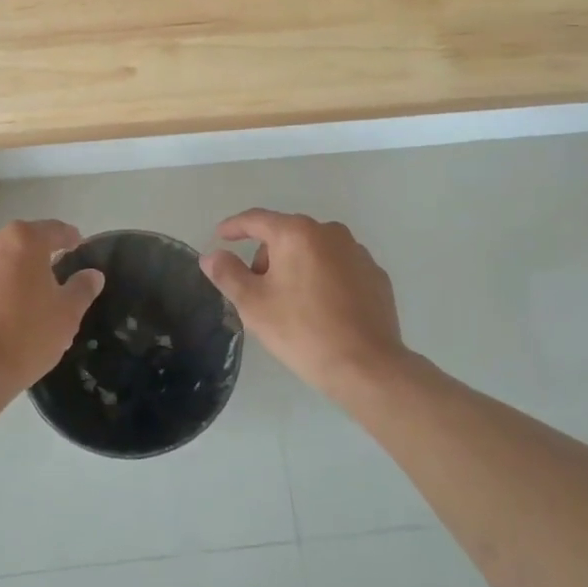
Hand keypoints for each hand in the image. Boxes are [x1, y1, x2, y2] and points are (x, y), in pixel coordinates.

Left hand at [0, 220, 104, 392]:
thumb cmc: (25, 337)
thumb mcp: (66, 315)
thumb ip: (82, 288)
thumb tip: (92, 275)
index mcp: (22, 241)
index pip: (53, 230)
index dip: (68, 238)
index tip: (76, 246)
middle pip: (15, 245)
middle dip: (29, 259)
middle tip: (41, 284)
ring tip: (7, 307)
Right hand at [200, 210, 405, 394]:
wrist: (367, 367)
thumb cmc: (302, 331)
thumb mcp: (253, 304)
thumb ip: (228, 274)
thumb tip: (212, 256)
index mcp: (296, 233)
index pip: (256, 220)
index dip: (234, 227)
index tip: (220, 236)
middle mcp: (330, 233)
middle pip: (286, 235)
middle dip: (267, 255)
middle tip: (257, 290)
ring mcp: (357, 253)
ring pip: (314, 250)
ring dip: (297, 266)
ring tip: (291, 303)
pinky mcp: (376, 275)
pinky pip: (338, 267)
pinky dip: (324, 278)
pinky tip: (322, 309)